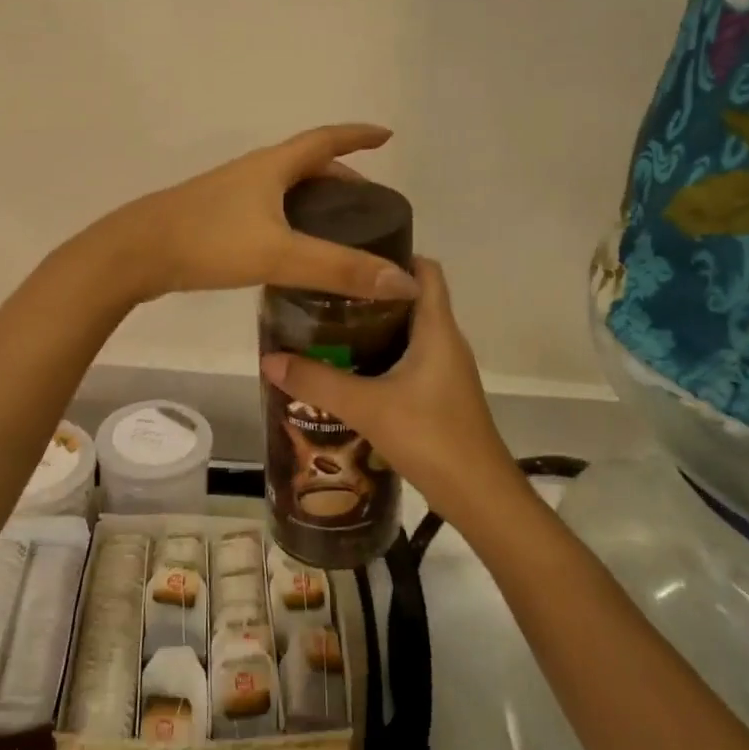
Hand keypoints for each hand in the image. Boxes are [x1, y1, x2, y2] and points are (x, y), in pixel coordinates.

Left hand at [95, 124, 422, 303]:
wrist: (134, 253)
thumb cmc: (209, 241)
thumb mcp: (279, 254)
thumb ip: (339, 269)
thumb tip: (404, 282)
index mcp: (272, 166)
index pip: (325, 139)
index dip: (357, 135)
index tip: (386, 135)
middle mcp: (253, 172)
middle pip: (306, 164)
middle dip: (341, 174)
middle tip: (367, 203)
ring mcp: (231, 195)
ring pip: (285, 188)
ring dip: (315, 198)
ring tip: (338, 227)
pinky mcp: (215, 218)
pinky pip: (267, 209)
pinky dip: (291, 219)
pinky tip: (293, 248)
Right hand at [258, 258, 520, 521]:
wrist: (479, 496)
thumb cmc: (430, 437)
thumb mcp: (367, 406)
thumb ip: (317, 382)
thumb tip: (269, 359)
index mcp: (437, 328)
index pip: (425, 270)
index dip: (394, 253)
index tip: (351, 253)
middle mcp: (445, 341)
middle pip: (411, 299)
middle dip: (370, 293)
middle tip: (324, 293)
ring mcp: (445, 370)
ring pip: (408, 332)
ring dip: (373, 327)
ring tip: (326, 327)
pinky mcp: (440, 395)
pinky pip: (408, 360)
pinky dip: (380, 357)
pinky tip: (347, 372)